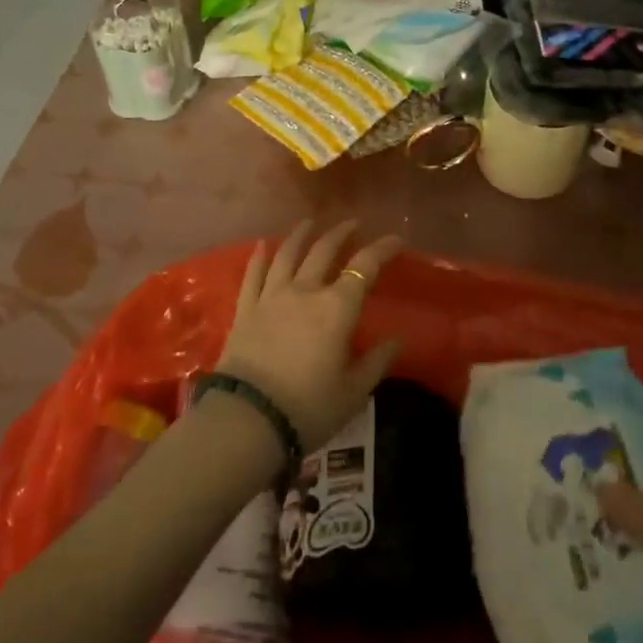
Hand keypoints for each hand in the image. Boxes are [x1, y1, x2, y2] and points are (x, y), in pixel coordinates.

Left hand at [215, 219, 402, 451]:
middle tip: (353, 224)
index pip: (364, 266)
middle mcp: (305, 290)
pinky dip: (259, 256)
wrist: (248, 419)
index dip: (382, 248)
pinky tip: (262, 245)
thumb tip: (396, 340)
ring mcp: (271, 296)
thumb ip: (376, 362)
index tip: (396, 239)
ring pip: (287, 254)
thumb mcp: (353, 391)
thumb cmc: (309, 407)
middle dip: (341, 234)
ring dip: (301, 235)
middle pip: (324, 251)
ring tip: (310, 223)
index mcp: (337, 307)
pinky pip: (253, 275)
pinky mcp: (245, 310)